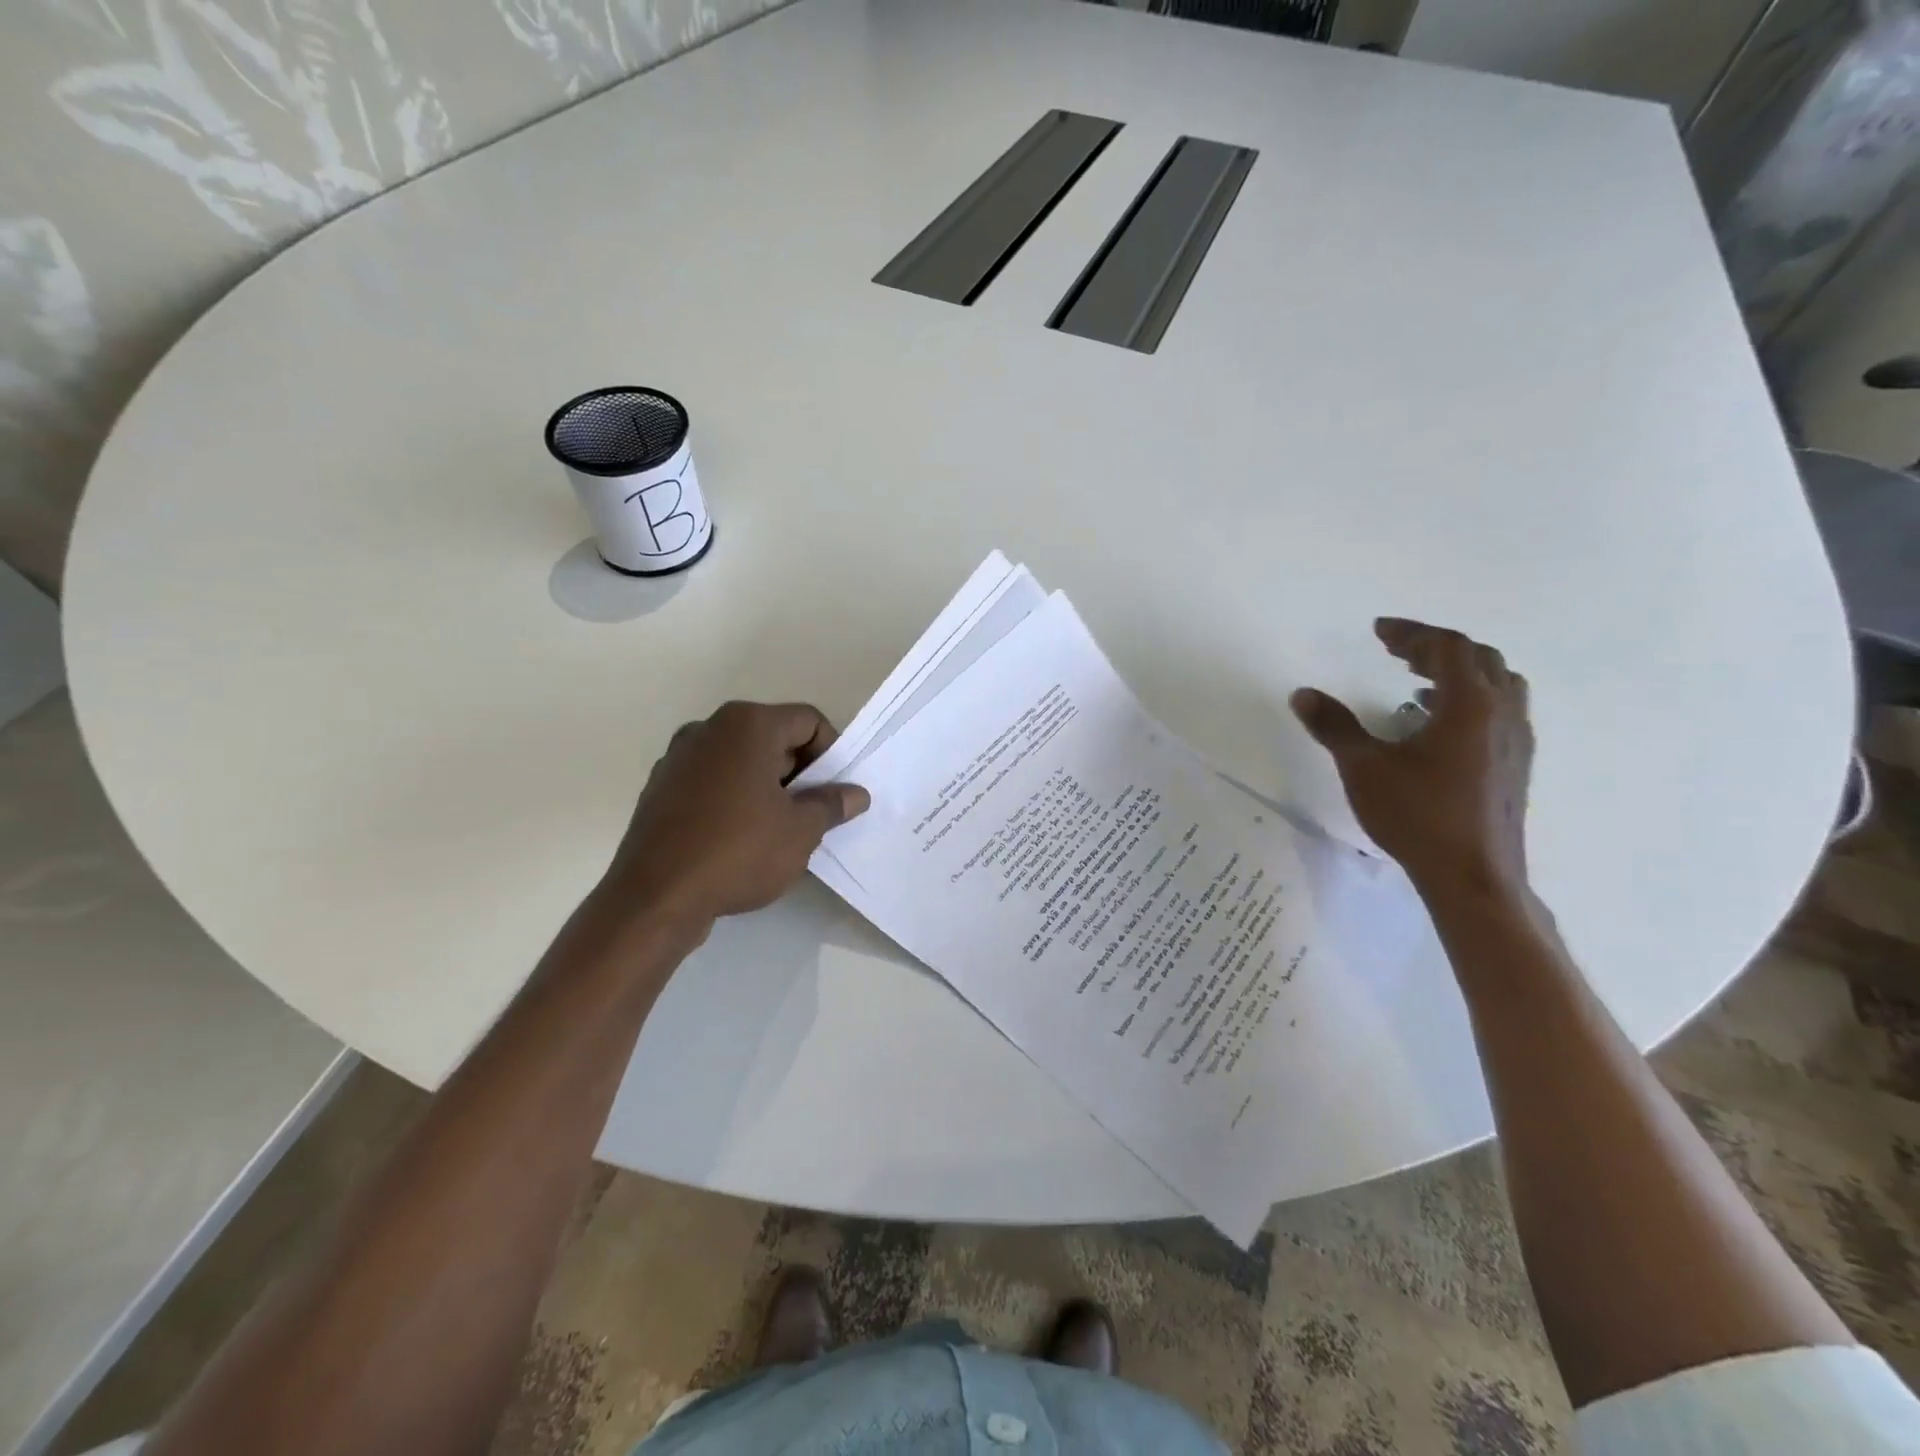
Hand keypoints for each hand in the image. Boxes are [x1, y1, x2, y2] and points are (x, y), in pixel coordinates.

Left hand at [604, 701, 869, 926]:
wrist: (654, 898)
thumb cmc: (738, 851)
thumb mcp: (801, 831)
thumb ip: (831, 804)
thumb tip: (855, 794)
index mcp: (747, 724)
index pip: (808, 721)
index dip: (831, 754)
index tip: (834, 793)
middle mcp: (709, 728)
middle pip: (773, 737)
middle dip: (799, 772)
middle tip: (812, 814)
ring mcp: (678, 757)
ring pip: (741, 760)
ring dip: (767, 787)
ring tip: (777, 830)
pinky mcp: (660, 788)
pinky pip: (712, 781)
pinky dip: (733, 798)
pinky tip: (739, 839)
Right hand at [1290, 619, 1532, 898]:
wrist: (1473, 876)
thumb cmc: (1417, 815)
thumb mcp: (1363, 767)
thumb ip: (1334, 726)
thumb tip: (1303, 694)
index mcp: (1470, 704)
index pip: (1447, 648)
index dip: (1412, 633)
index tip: (1379, 631)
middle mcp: (1502, 713)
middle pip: (1479, 658)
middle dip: (1436, 648)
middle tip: (1397, 652)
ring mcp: (1516, 740)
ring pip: (1499, 684)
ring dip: (1460, 672)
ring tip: (1420, 683)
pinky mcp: (1516, 765)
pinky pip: (1500, 712)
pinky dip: (1471, 699)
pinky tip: (1439, 727)